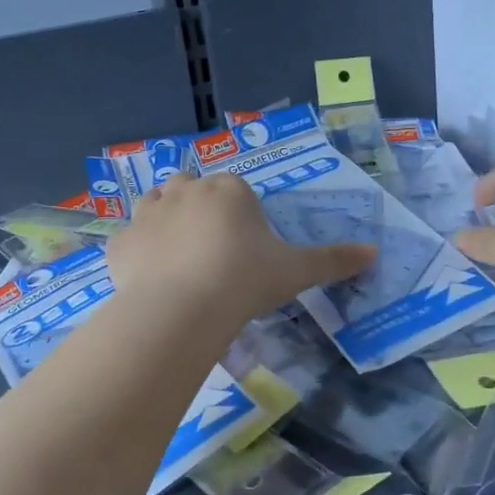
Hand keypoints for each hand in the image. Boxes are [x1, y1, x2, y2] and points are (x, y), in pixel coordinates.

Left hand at [105, 172, 374, 328]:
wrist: (183, 308)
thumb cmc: (245, 280)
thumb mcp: (295, 271)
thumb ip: (333, 260)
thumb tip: (374, 253)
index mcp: (229, 189)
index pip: (235, 190)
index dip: (240, 215)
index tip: (245, 247)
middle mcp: (185, 190)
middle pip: (191, 187)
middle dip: (199, 208)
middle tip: (212, 250)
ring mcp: (147, 213)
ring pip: (154, 203)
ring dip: (164, 220)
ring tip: (178, 257)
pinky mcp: (120, 242)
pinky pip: (129, 241)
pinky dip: (138, 253)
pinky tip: (150, 279)